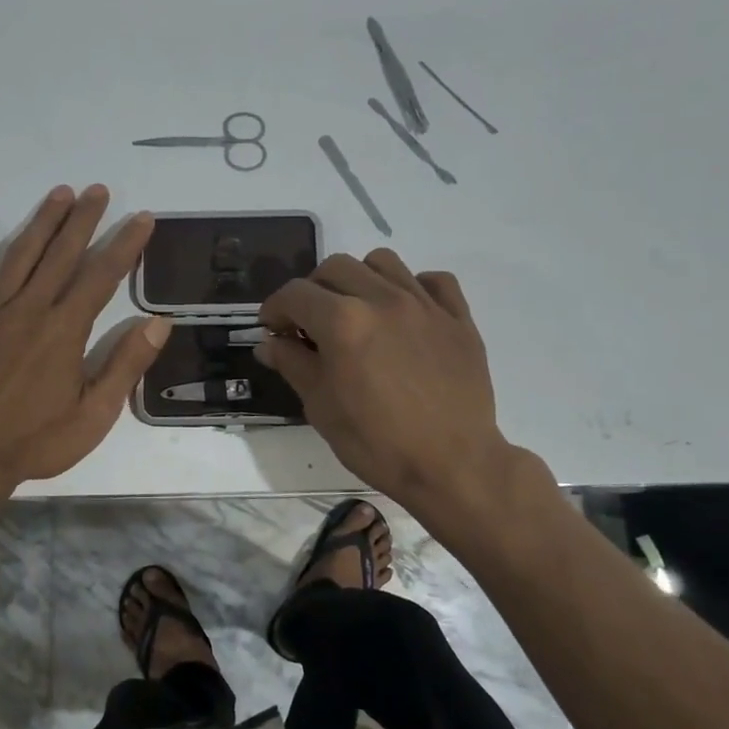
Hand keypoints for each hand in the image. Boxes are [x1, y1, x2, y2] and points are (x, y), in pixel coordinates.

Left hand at [0, 185, 169, 489]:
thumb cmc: (37, 441)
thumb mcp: (94, 415)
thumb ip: (125, 366)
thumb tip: (158, 323)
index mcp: (64, 331)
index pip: (101, 276)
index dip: (124, 245)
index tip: (141, 218)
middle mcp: (29, 311)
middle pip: (61, 255)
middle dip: (83, 220)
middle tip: (98, 190)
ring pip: (19, 257)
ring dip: (41, 223)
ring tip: (59, 194)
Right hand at [255, 250, 529, 512]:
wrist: (453, 466)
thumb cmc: (377, 443)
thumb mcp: (320, 407)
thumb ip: (292, 364)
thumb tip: (269, 341)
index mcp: (343, 322)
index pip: (295, 293)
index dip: (275, 308)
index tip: (272, 329)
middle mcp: (383, 299)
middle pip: (335, 267)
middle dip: (312, 290)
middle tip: (310, 323)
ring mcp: (425, 305)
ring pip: (382, 262)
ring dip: (359, 279)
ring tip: (357, 311)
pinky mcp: (458, 318)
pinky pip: (434, 280)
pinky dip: (413, 287)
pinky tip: (405, 314)